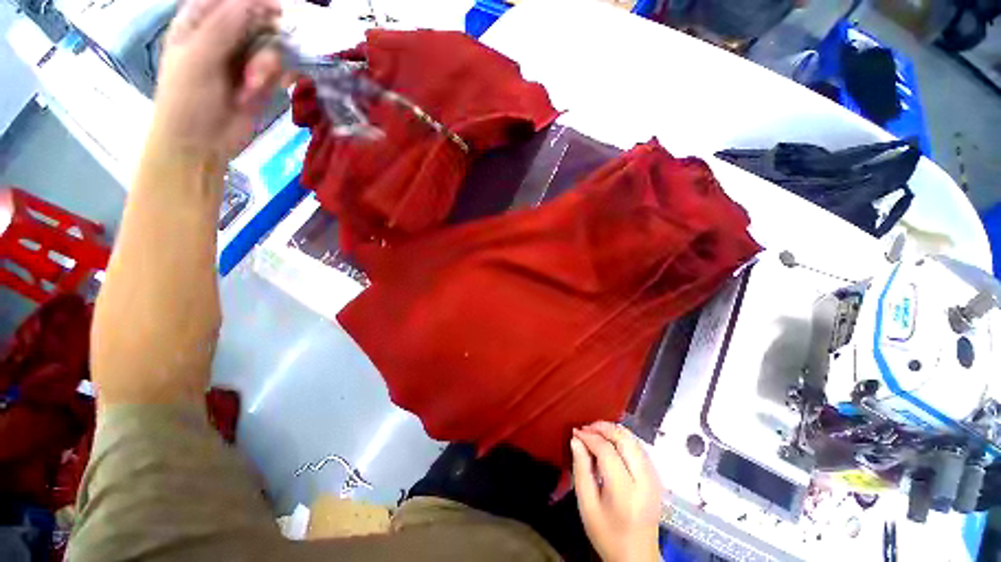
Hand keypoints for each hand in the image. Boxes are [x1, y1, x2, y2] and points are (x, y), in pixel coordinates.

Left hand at [152, 0, 286, 159]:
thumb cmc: (187, 99)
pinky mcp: (262, 81)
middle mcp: (223, 36)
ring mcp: (244, 59)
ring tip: (251, 86)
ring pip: (270, 46)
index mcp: (198, 22)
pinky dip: (277, 78)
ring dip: (265, 66)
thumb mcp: (199, 57)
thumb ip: (224, 25)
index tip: (273, 11)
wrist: (202, 144)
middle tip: (258, 54)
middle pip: (255, 19)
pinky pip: (279, 70)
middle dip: (262, 37)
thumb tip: (254, 0)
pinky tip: (263, 89)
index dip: (250, 1)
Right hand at [571, 422, 662, 561]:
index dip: (590, 437)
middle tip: (586, 428)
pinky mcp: (656, 478)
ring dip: (613, 432)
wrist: (637, 557)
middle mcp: (644, 481)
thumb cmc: (607, 534)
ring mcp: (654, 479)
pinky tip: (610, 444)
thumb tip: (576, 440)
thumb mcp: (587, 505)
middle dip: (603, 428)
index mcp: (625, 492)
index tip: (575, 432)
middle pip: (625, 440)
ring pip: (634, 440)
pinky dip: (623, 439)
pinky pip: (639, 448)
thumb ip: (581, 470)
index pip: (607, 451)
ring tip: (595, 433)